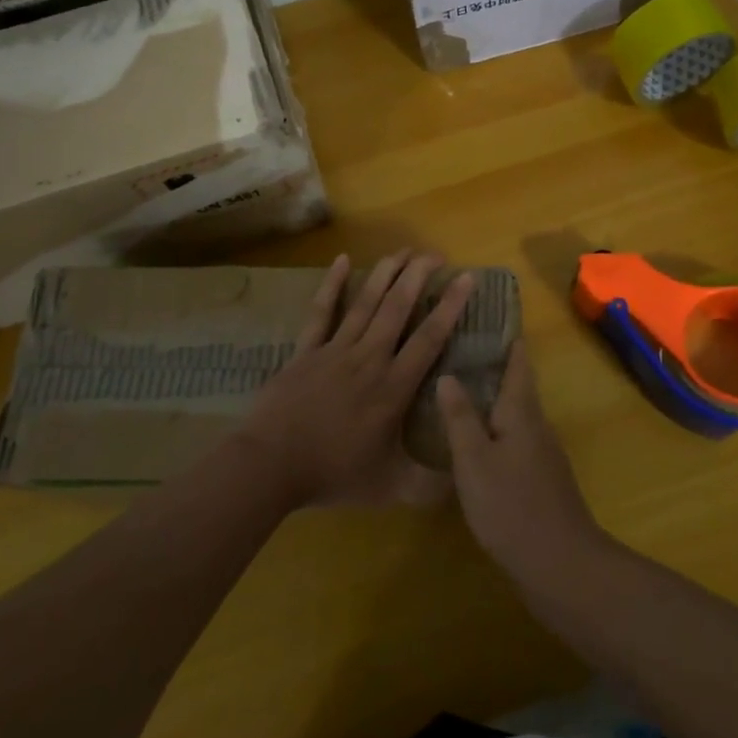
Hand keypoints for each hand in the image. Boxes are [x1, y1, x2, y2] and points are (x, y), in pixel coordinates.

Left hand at [243, 251, 475, 507]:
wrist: (271, 465)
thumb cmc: (332, 473)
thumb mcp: (389, 487)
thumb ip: (428, 484)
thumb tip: (463, 481)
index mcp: (393, 387)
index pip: (429, 338)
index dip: (451, 306)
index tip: (467, 278)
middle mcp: (369, 358)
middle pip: (398, 308)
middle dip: (419, 277)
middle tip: (435, 254)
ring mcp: (335, 350)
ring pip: (365, 303)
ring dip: (385, 273)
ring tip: (403, 250)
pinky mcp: (306, 350)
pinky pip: (321, 312)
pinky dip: (332, 285)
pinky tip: (342, 260)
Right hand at [437, 344, 606, 585]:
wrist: (559, 564)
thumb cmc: (512, 505)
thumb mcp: (474, 459)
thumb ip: (460, 417)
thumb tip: (448, 375)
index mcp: (522, 411)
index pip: (517, 362)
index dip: (506, 337)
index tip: (487, 313)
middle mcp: (536, 425)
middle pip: (516, 385)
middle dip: (493, 364)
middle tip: (458, 346)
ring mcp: (541, 453)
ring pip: (514, 413)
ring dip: (491, 396)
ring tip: (458, 385)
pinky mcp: (538, 478)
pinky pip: (513, 438)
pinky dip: (493, 426)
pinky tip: (472, 437)